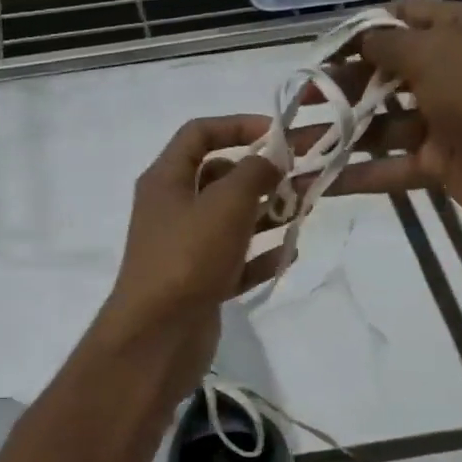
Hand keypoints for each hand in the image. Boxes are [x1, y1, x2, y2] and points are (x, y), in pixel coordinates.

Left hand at [96, 116, 282, 380]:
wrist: (158, 336)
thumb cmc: (189, 257)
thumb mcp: (226, 203)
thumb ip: (254, 173)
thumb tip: (271, 159)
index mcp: (166, 180)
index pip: (199, 133)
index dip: (238, 124)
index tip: (278, 134)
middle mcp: (172, 209)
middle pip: (218, 178)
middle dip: (260, 176)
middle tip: (301, 180)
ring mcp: (185, 249)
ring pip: (230, 221)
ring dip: (266, 215)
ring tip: (304, 214)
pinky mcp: (199, 283)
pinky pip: (235, 261)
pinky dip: (260, 257)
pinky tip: (289, 256)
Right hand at [323, 0, 461, 240]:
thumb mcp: (440, 53)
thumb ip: (390, 45)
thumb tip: (358, 36)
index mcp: (460, 32)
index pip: (402, 21)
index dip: (360, 31)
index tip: (319, 49)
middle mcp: (451, 73)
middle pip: (385, 75)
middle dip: (342, 86)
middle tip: (299, 98)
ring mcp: (446, 123)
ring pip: (382, 125)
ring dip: (340, 134)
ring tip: (292, 144)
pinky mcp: (441, 166)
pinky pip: (391, 167)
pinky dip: (357, 174)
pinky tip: (316, 181)